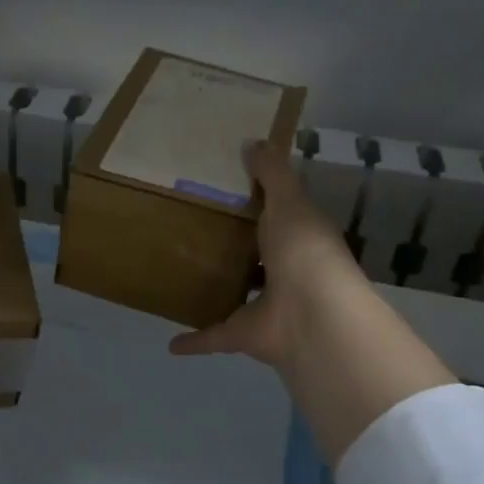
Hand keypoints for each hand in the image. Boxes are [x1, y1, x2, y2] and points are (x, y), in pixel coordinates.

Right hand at [171, 140, 454, 463]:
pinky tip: (170, 341)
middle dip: (235, 250)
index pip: (279, 218)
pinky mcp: (243, 334)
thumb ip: (271, 173)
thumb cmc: (304, 250)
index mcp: (299, 239)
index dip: (258, 205)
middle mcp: (285, 273)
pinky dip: (194, 340)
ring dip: (217, 291)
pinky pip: (213, 336)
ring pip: (237, 297)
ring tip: (183, 276)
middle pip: (257, 258)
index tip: (226, 191)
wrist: (312, 314)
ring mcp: (265, 307)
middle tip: (195, 230)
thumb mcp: (289, 201)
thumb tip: (253, 142)